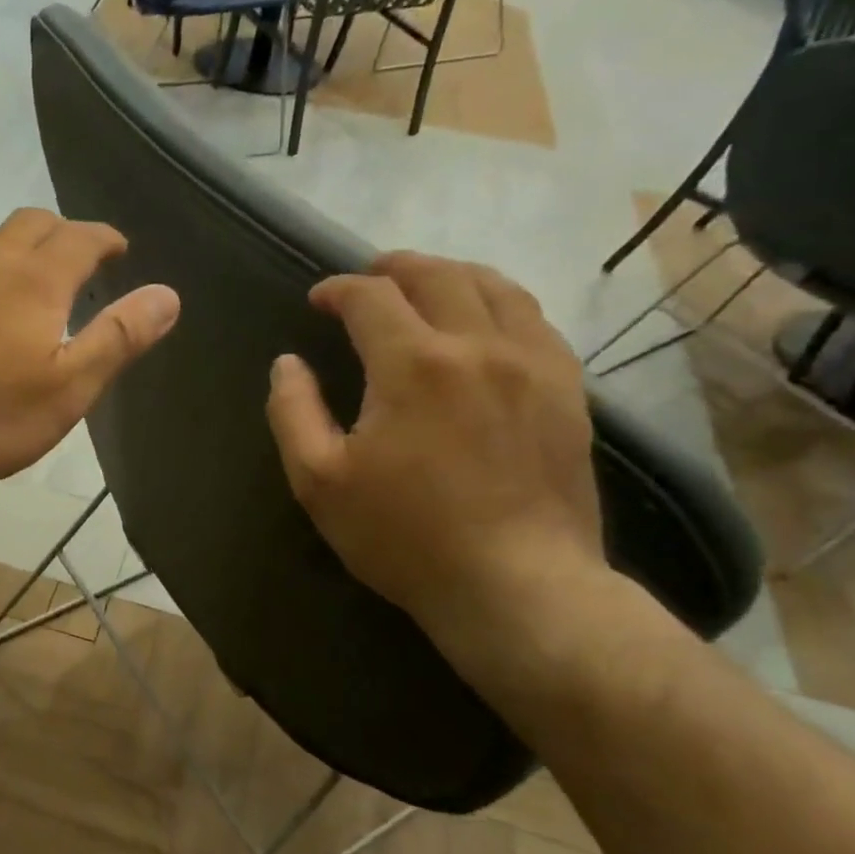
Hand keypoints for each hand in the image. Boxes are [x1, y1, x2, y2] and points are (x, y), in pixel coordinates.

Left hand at [0, 209, 180, 490]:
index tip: (118, 248)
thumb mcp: (66, 389)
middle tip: (76, 259)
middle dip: (61, 233)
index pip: (80, 237)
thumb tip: (168, 295)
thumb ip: (117, 338)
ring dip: (12, 250)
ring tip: (22, 280)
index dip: (104, 238)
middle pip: (30, 223)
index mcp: (33, 280)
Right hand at [265, 252, 604, 662]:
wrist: (516, 585)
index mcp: (413, 364)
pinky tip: (484, 321)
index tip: (318, 301)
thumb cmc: (405, 536)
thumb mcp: (320, 482)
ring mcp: (533, 363)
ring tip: (425, 286)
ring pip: (495, 286)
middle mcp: (478, 345)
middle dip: (394, 267)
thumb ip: (292, 412)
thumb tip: (287, 364)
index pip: (371, 296)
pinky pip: (534, 320)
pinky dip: (499, 303)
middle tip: (368, 279)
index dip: (338, 289)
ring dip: (450, 274)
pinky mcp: (567, 389)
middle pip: (437, 274)